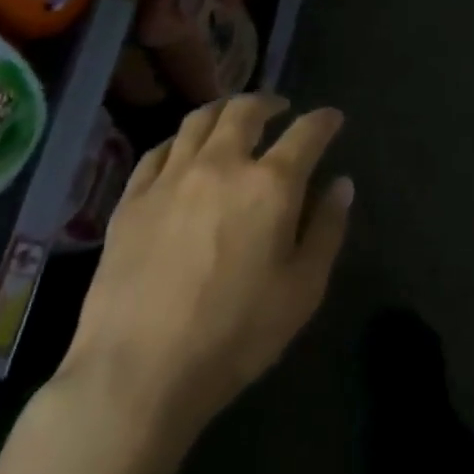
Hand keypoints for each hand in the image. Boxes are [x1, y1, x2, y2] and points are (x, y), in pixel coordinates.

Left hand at [55, 95, 352, 468]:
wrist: (139, 371)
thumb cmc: (236, 334)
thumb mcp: (303, 288)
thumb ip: (327, 229)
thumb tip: (342, 184)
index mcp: (270, 185)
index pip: (305, 133)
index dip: (324, 120)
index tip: (332, 118)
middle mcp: (220, 165)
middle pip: (244, 111)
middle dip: (267, 102)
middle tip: (279, 107)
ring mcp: (169, 179)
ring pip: (197, 121)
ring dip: (223, 111)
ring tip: (233, 117)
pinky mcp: (131, 200)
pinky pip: (157, 151)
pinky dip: (179, 140)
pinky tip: (183, 151)